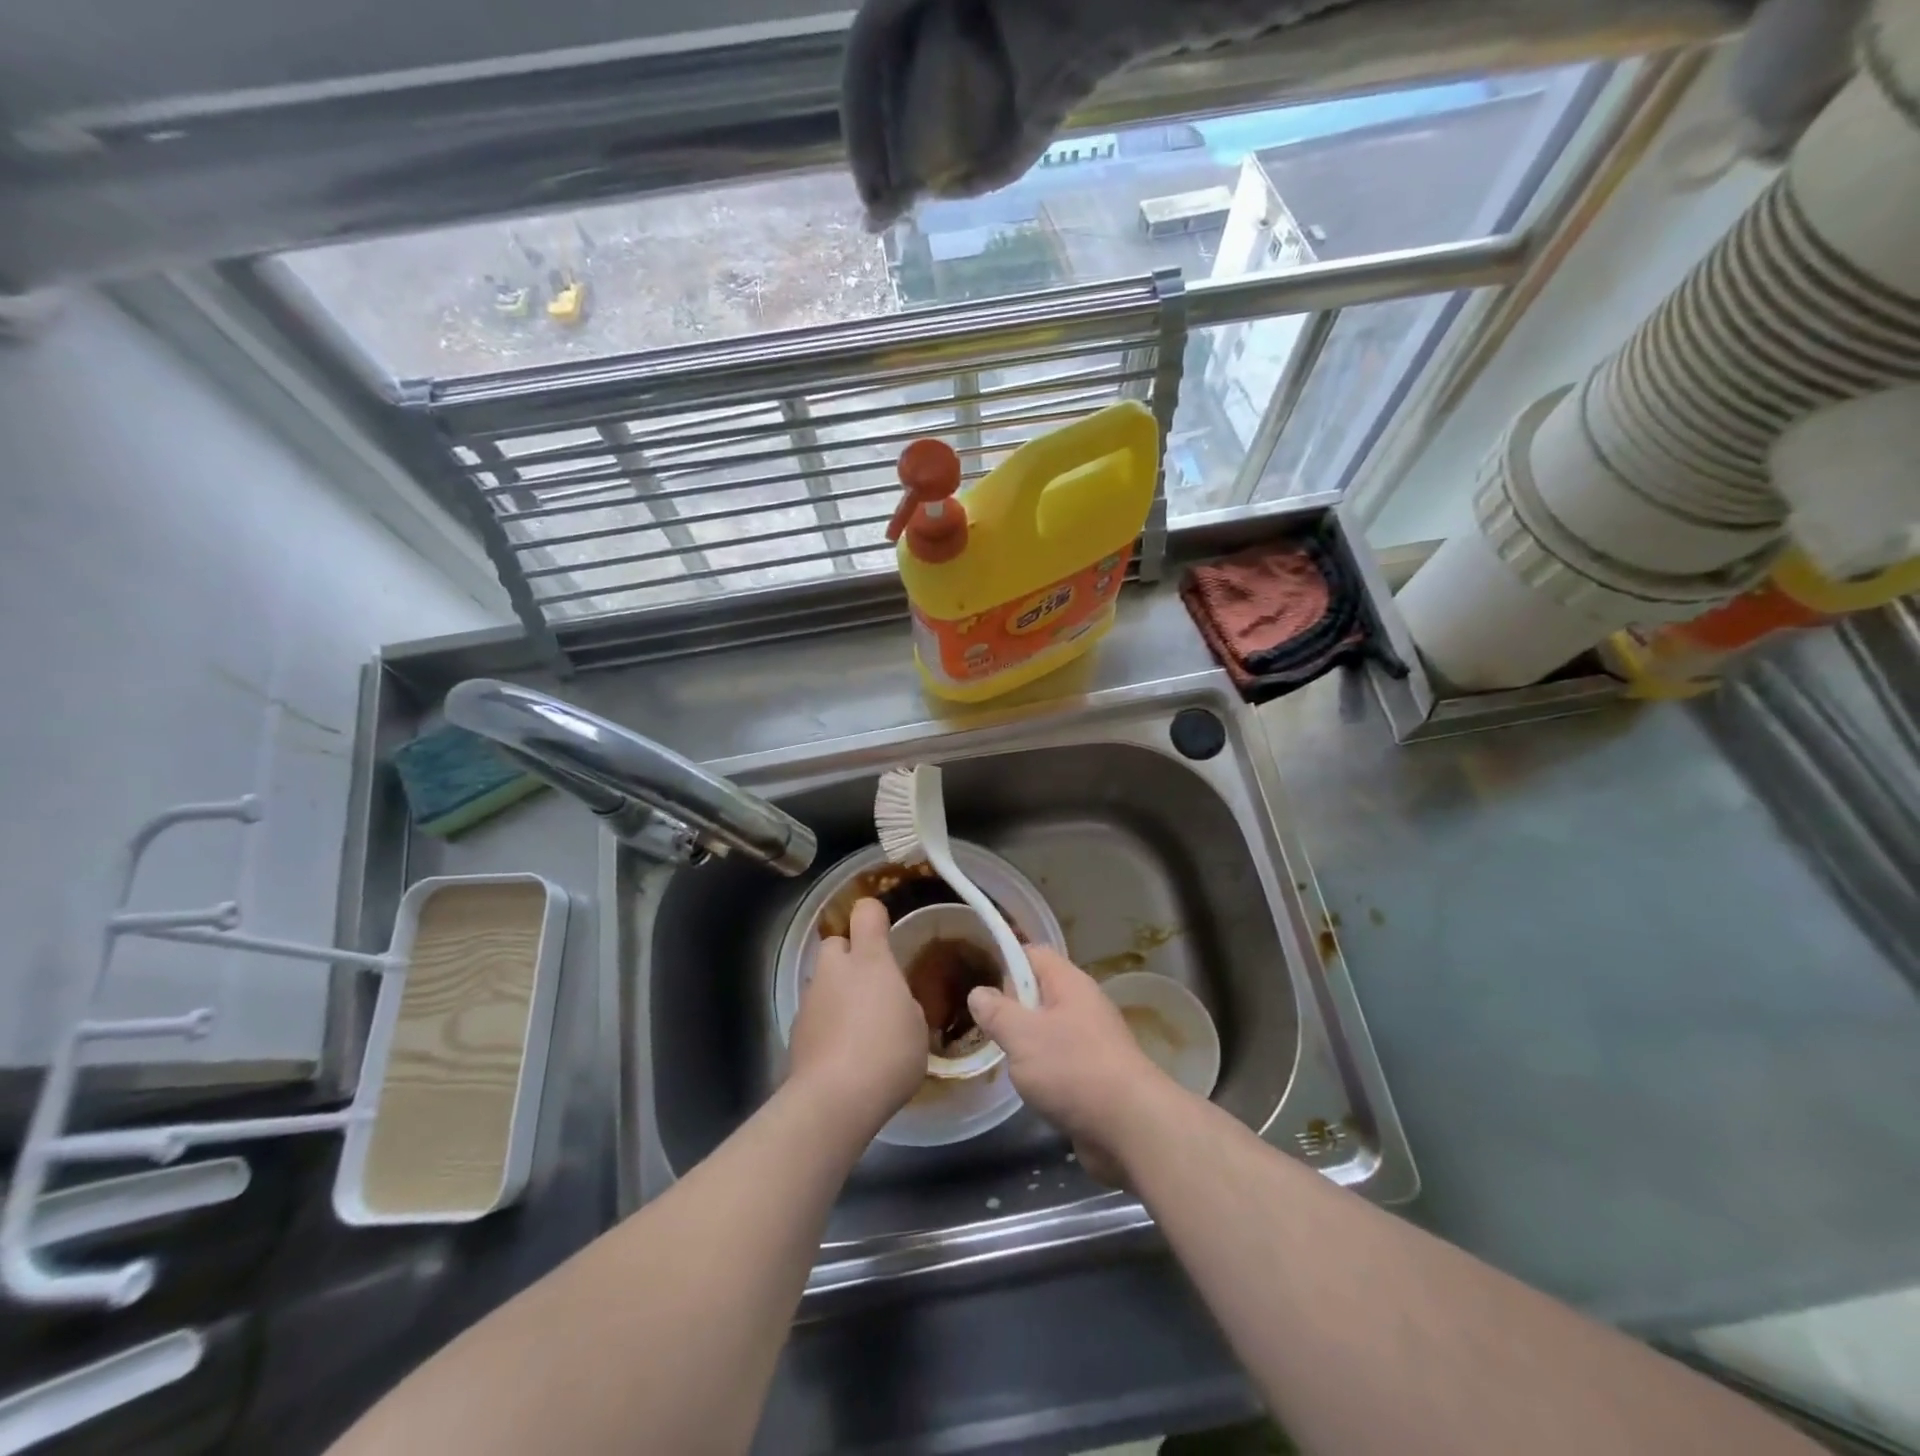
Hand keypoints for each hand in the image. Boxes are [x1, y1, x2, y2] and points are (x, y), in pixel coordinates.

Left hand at [789, 898, 926, 1130]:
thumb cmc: (888, 1053)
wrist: (835, 1099)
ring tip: (857, 1028)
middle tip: (871, 986)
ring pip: (823, 982)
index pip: (866, 914)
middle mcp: (835, 970)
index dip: (874, 916)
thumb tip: (892, 1005)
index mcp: (870, 960)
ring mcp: (810, 1000)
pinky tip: (841, 1053)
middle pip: (836, 944)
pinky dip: (826, 1025)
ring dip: (837, 993)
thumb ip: (904, 1004)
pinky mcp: (795, 1032)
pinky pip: (814, 1015)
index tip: (884, 931)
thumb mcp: (916, 1026)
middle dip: (849, 957)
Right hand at [967, 947, 1173, 1184]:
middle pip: (1039, 992)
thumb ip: (996, 1012)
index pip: (1033, 954)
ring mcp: (1093, 1040)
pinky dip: (1044, 1071)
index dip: (1006, 963)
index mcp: (1069, 983)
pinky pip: (1061, 1060)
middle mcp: (1083, 1004)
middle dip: (1012, 1009)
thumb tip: (979, 993)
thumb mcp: (1022, 1035)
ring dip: (1026, 1044)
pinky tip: (1030, 1089)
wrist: (1131, 1127)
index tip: (981, 986)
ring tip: (1003, 1060)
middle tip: (987, 1030)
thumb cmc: (1072, 1069)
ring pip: (1049, 1029)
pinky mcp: (1097, 1074)